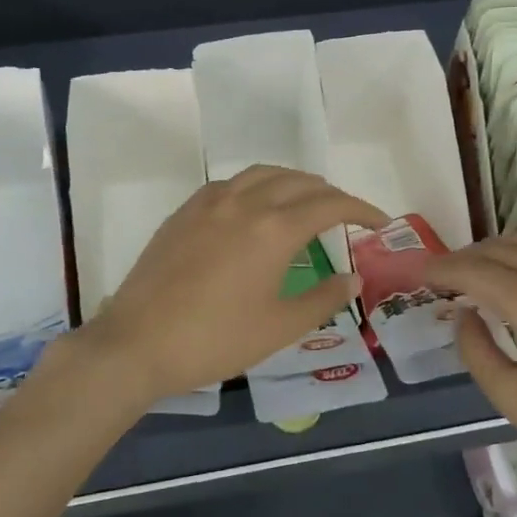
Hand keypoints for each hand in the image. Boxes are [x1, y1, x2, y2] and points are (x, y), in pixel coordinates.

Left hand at [77, 165, 388, 404]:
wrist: (137, 342)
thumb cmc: (215, 340)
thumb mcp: (279, 327)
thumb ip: (323, 298)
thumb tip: (354, 277)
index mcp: (274, 229)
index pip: (330, 204)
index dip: (361, 209)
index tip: (379, 223)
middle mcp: (244, 202)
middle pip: (299, 182)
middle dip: (330, 194)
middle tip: (346, 216)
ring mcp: (209, 202)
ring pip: (262, 173)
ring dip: (293, 182)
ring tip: (305, 202)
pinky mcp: (184, 212)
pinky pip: (230, 183)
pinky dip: (256, 186)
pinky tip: (254, 208)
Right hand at [427, 234, 516, 504]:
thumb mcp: (510, 396)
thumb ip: (474, 348)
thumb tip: (465, 313)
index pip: (474, 270)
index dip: (442, 269)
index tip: (421, 273)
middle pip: (502, 249)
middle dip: (467, 257)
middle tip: (444, 275)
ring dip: (500, 248)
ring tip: (480, 268)